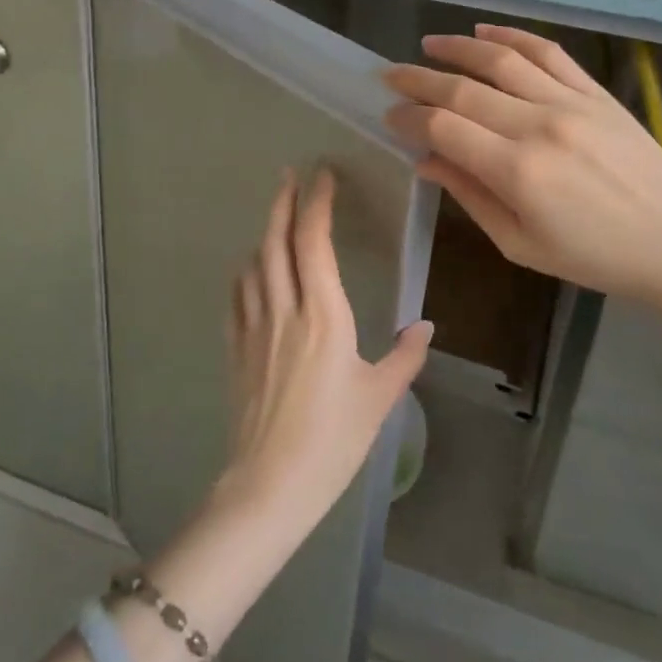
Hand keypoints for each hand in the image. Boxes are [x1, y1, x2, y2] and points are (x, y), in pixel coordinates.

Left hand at [217, 168, 432, 541]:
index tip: (322, 176)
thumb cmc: (332, 441)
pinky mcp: (236, 349)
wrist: (269, 486)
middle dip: (283, 203)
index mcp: (323, 315)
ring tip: (276, 219)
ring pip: (254, 264)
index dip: (317, 204)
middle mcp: (284, 310)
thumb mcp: (380, 399)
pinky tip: (251, 271)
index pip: (314, 243)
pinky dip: (246, 271)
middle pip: (276, 242)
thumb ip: (405, 358)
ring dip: (265, 233)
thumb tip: (425, 327)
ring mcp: (254, 328)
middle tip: (289, 175)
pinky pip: (238, 296)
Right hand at [384, 25, 661, 311]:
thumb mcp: (521, 244)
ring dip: (457, 47)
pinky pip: (547, 52)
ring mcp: (569, 102)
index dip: (409, 118)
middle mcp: (538, 126)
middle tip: (389, 76)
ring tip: (429, 44)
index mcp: (517, 172)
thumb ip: (470, 196)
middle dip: (418, 79)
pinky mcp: (594, 92)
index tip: (389, 115)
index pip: (443, 127)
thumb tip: (425, 160)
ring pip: (501, 60)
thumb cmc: (595, 257)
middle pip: (462, 89)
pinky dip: (512, 36)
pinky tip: (485, 31)